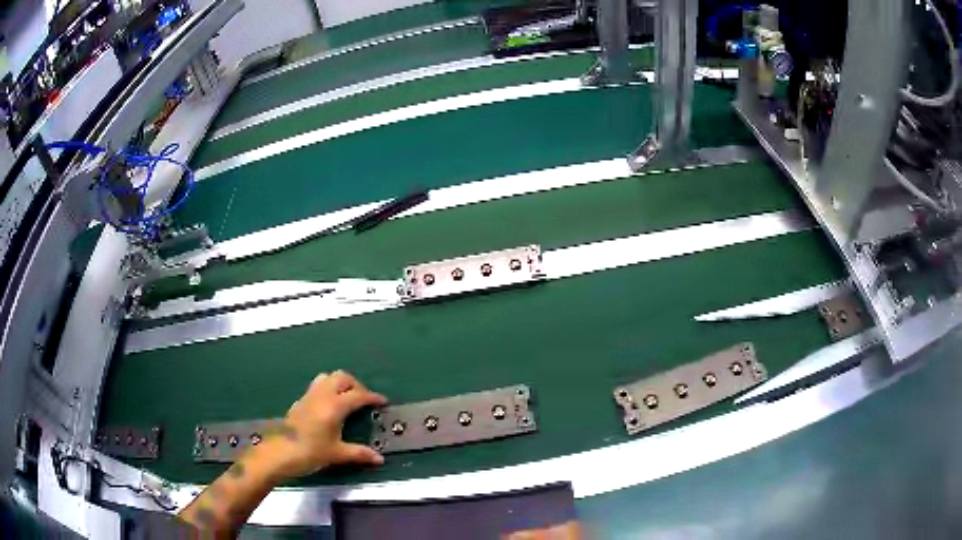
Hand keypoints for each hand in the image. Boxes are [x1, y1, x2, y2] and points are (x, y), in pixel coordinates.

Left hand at [258, 370, 387, 478]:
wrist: (280, 453)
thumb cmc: (311, 452)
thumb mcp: (338, 454)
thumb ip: (359, 453)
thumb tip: (379, 459)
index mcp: (334, 406)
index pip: (358, 395)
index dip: (372, 397)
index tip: (382, 402)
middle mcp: (322, 395)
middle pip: (342, 377)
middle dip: (356, 385)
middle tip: (364, 399)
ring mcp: (308, 396)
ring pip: (327, 378)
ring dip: (339, 383)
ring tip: (347, 399)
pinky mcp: (299, 402)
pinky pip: (316, 387)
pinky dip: (327, 390)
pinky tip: (328, 408)